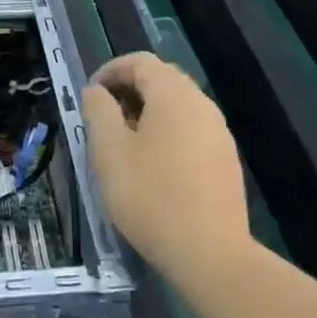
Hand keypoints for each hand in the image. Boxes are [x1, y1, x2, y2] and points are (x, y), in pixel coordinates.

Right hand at [81, 52, 252, 282]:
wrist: (211, 255)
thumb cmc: (151, 196)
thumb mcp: (108, 151)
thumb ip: (98, 110)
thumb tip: (97, 92)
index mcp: (173, 94)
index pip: (139, 62)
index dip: (110, 71)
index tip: (90, 96)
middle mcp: (201, 104)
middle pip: (162, 79)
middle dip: (129, 90)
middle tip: (104, 117)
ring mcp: (219, 132)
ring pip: (178, 106)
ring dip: (148, 113)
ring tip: (125, 143)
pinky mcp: (226, 160)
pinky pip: (192, 130)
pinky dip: (168, 133)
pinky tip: (155, 166)